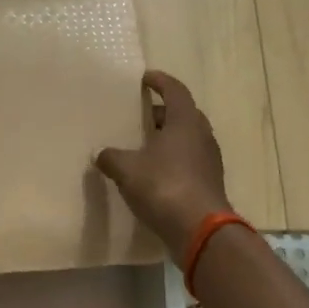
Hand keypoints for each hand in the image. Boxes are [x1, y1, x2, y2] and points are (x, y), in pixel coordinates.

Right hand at [94, 70, 232, 262]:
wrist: (199, 229)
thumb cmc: (163, 186)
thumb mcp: (127, 169)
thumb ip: (111, 157)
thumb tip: (99, 153)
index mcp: (185, 122)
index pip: (175, 90)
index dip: (160, 81)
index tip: (146, 78)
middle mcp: (202, 136)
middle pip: (184, 114)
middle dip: (163, 111)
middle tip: (143, 114)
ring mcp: (209, 160)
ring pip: (188, 138)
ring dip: (169, 137)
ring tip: (145, 143)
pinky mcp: (209, 182)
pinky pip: (189, 160)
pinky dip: (173, 159)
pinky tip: (155, 171)